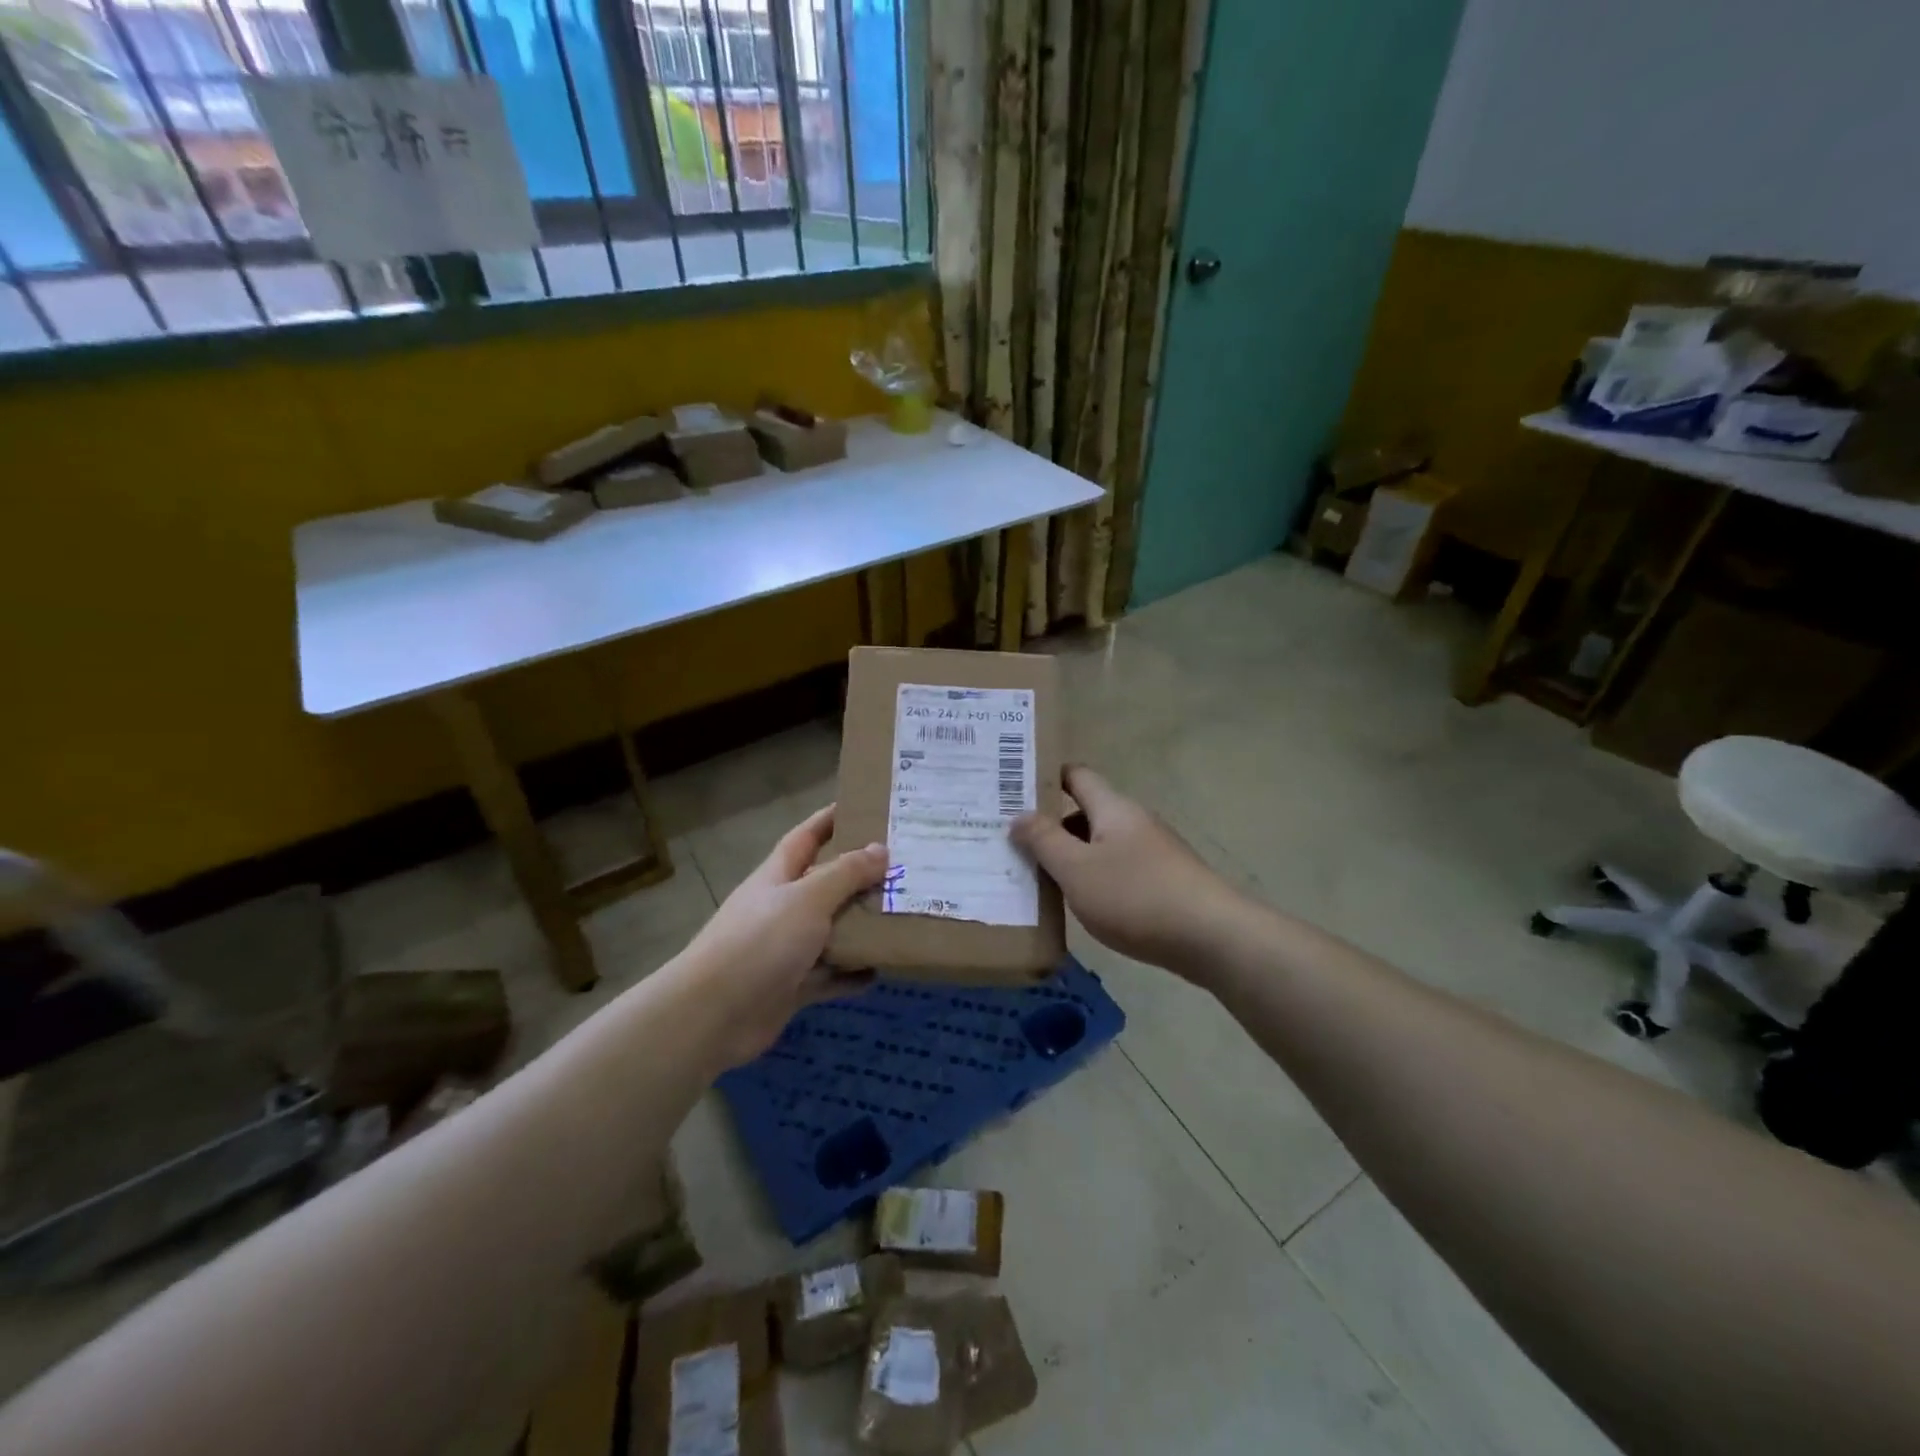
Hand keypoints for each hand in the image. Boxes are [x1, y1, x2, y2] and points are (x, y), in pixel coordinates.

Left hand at [681, 805, 887, 1067]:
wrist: (713, 1014)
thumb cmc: (760, 941)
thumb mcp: (808, 898)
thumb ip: (846, 874)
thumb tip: (881, 849)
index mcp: (779, 875)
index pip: (807, 836)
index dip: (831, 820)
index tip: (865, 807)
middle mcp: (783, 907)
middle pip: (826, 884)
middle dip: (860, 876)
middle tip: (905, 867)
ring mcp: (787, 949)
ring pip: (832, 931)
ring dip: (862, 927)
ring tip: (904, 916)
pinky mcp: (792, 986)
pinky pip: (830, 975)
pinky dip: (852, 973)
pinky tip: (882, 970)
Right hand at [1012, 766, 1245, 976]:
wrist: (1212, 937)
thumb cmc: (1135, 896)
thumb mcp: (1076, 869)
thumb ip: (1044, 840)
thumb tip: (1018, 815)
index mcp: (1113, 808)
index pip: (1077, 776)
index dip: (1046, 777)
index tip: (1012, 789)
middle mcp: (1134, 821)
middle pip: (1086, 812)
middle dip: (1051, 825)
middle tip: (1012, 841)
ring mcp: (1153, 851)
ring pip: (1101, 844)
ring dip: (1071, 855)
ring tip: (1037, 876)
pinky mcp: (1164, 881)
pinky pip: (1117, 869)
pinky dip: (1094, 878)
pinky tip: (1080, 903)